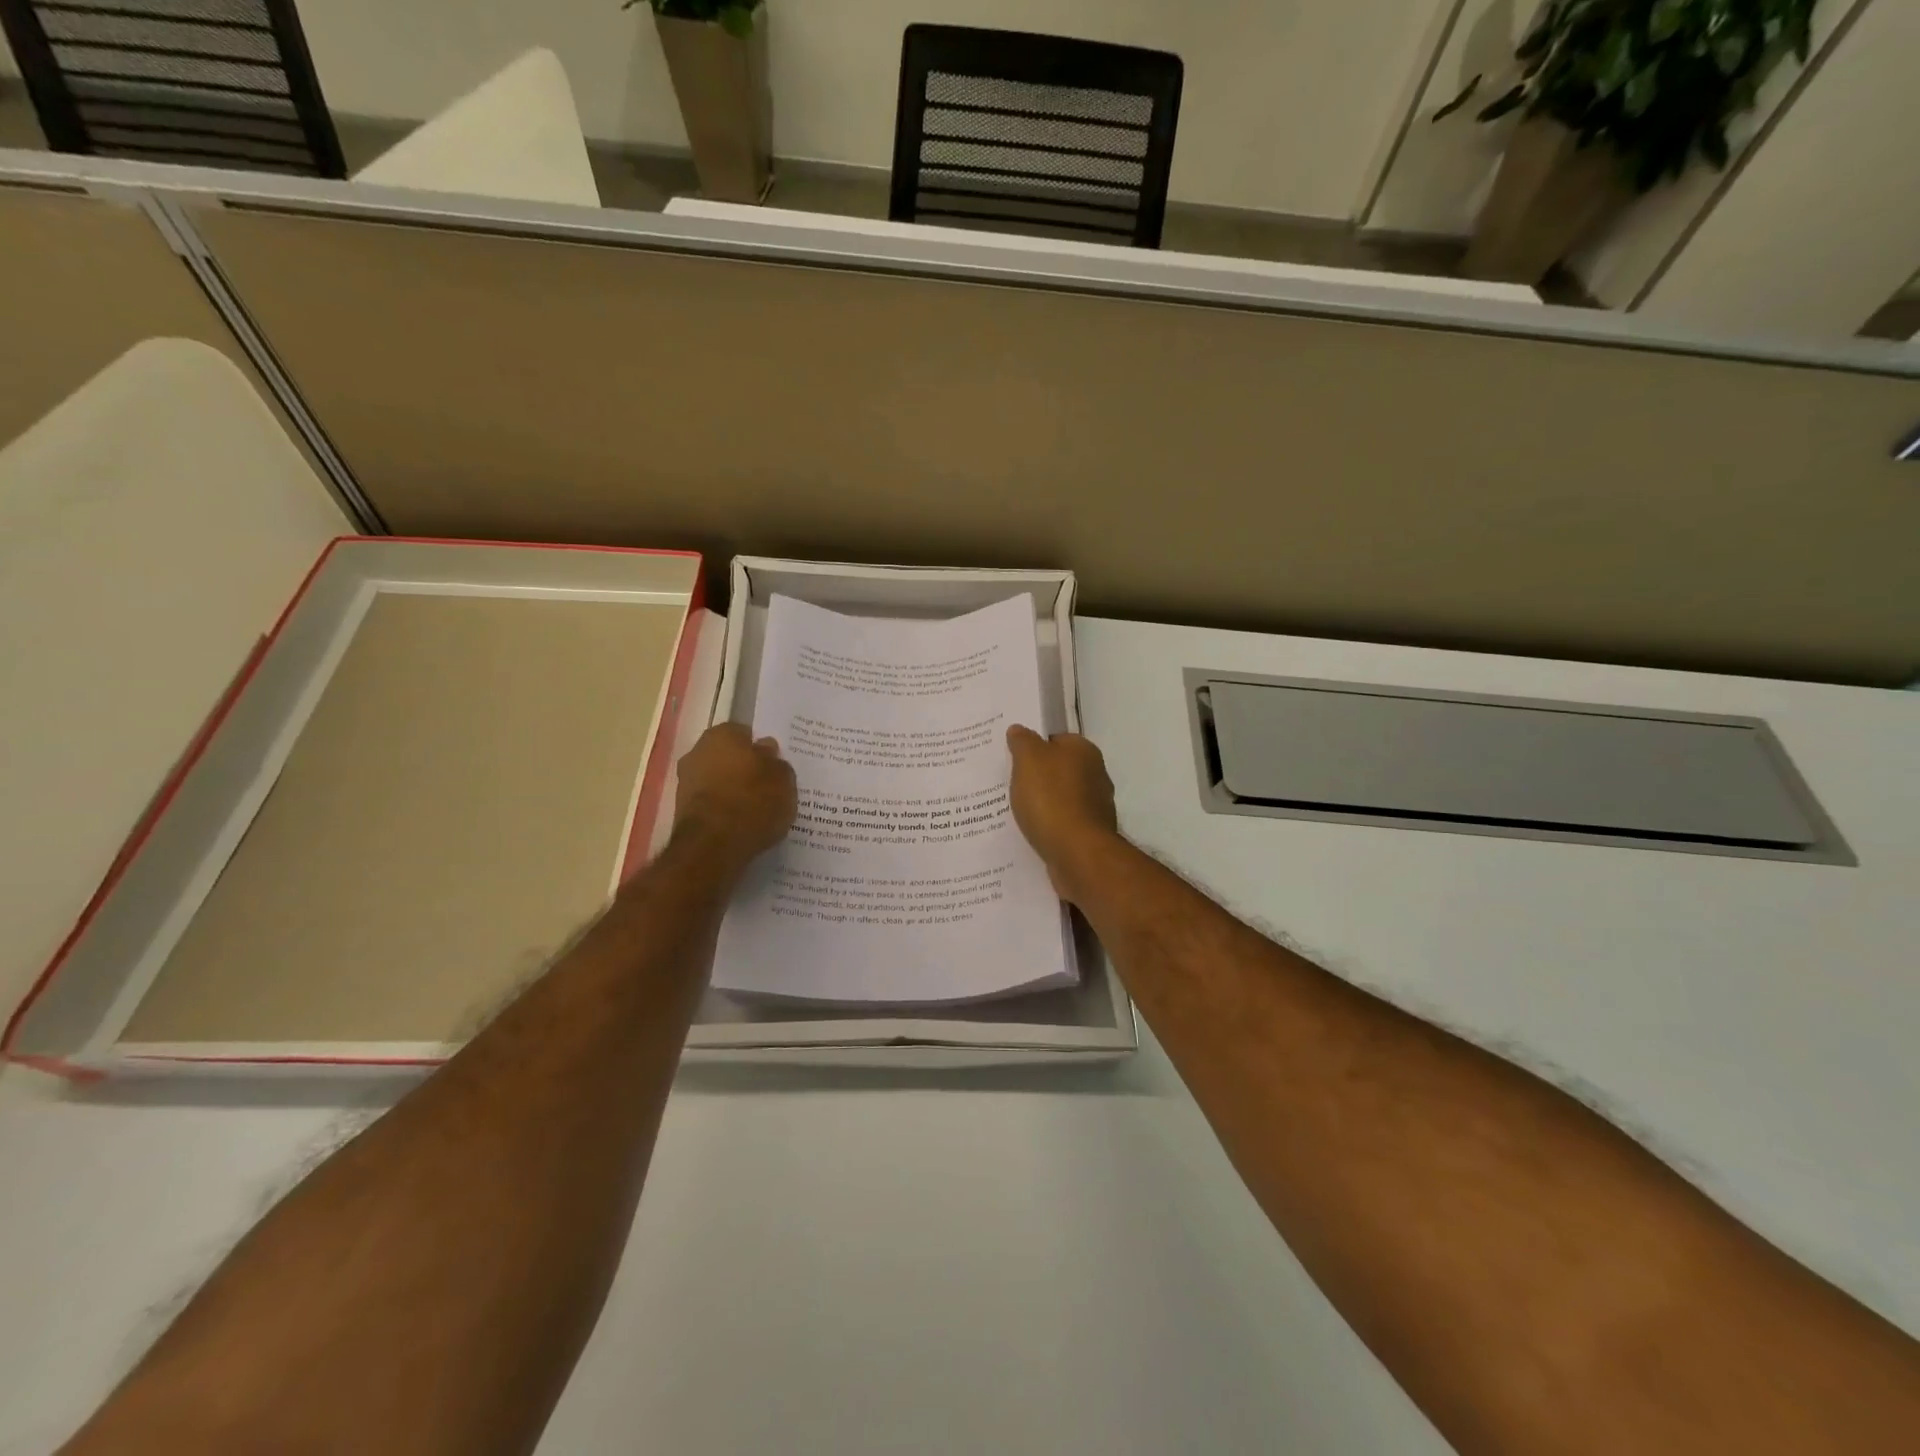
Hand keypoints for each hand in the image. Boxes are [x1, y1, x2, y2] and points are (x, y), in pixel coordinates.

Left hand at [672, 724, 797, 871]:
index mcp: (723, 734)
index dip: (761, 750)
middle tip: (768, 787)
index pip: (746, 734)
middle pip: (728, 756)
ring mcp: (686, 781)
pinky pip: (711, 804)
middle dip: (744, 769)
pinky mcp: (681, 810)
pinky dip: (723, 811)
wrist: (712, 846)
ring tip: (757, 810)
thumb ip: (777, 762)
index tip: (774, 766)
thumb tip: (766, 751)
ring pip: (718, 781)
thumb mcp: (783, 779)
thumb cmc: (753, 802)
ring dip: (733, 791)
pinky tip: (740, 824)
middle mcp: (698, 751)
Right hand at [1006, 724, 1120, 902]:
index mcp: (1084, 751)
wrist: (1077, 853)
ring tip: (1013, 811)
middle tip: (1007, 784)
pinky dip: (1048, 826)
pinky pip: (1062, 823)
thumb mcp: (1029, 760)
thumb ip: (1023, 742)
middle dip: (1036, 776)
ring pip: (1060, 798)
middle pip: (1059, 769)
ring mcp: (1095, 807)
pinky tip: (1030, 832)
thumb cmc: (1052, 799)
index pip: (1055, 739)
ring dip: (1042, 804)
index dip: (1033, 747)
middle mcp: (1096, 775)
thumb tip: (1019, 729)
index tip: (1011, 758)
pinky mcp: (1090, 834)